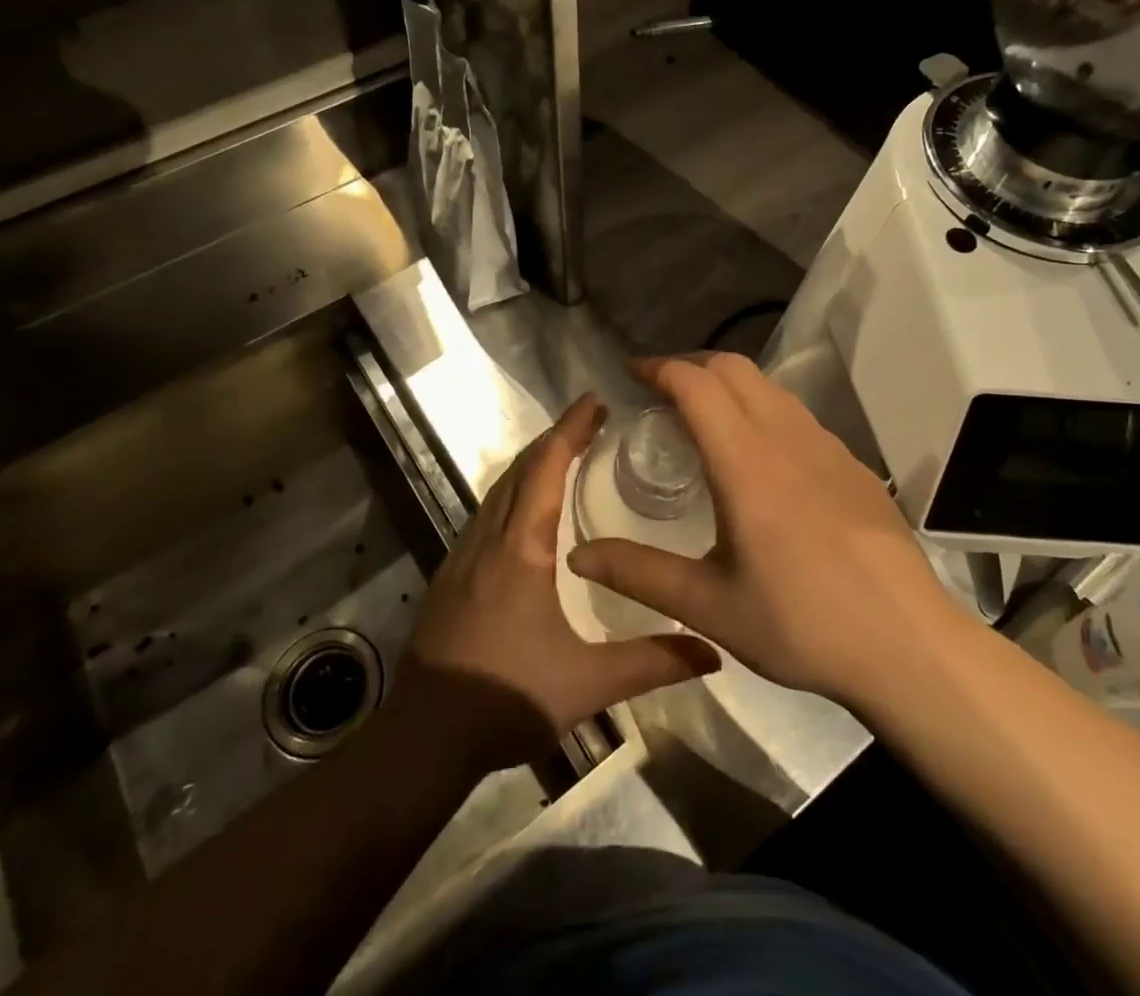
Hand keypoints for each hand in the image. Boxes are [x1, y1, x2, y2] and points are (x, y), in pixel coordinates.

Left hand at [388, 394, 719, 776]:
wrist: (424, 739)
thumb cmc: (507, 700)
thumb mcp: (588, 683)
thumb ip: (652, 662)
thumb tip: (715, 650)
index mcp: (521, 549)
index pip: (546, 468)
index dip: (570, 429)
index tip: (594, 401)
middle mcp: (489, 539)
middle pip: (521, 469)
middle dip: (556, 438)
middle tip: (591, 421)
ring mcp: (462, 555)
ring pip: (498, 489)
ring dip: (531, 463)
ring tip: (565, 453)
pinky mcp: (450, 575)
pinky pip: (485, 512)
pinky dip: (512, 490)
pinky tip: (527, 509)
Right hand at [567, 354, 949, 706]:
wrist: (907, 643)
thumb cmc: (800, 622)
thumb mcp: (709, 606)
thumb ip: (639, 573)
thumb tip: (577, 554)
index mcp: (745, 461)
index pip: (696, 383)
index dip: (659, 368)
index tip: (631, 373)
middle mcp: (785, 436)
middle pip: (734, 368)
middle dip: (691, 365)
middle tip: (661, 391)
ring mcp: (826, 446)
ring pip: (769, 387)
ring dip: (729, 384)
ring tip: (705, 417)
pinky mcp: (852, 464)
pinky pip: (796, 415)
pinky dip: (763, 409)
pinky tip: (761, 457)